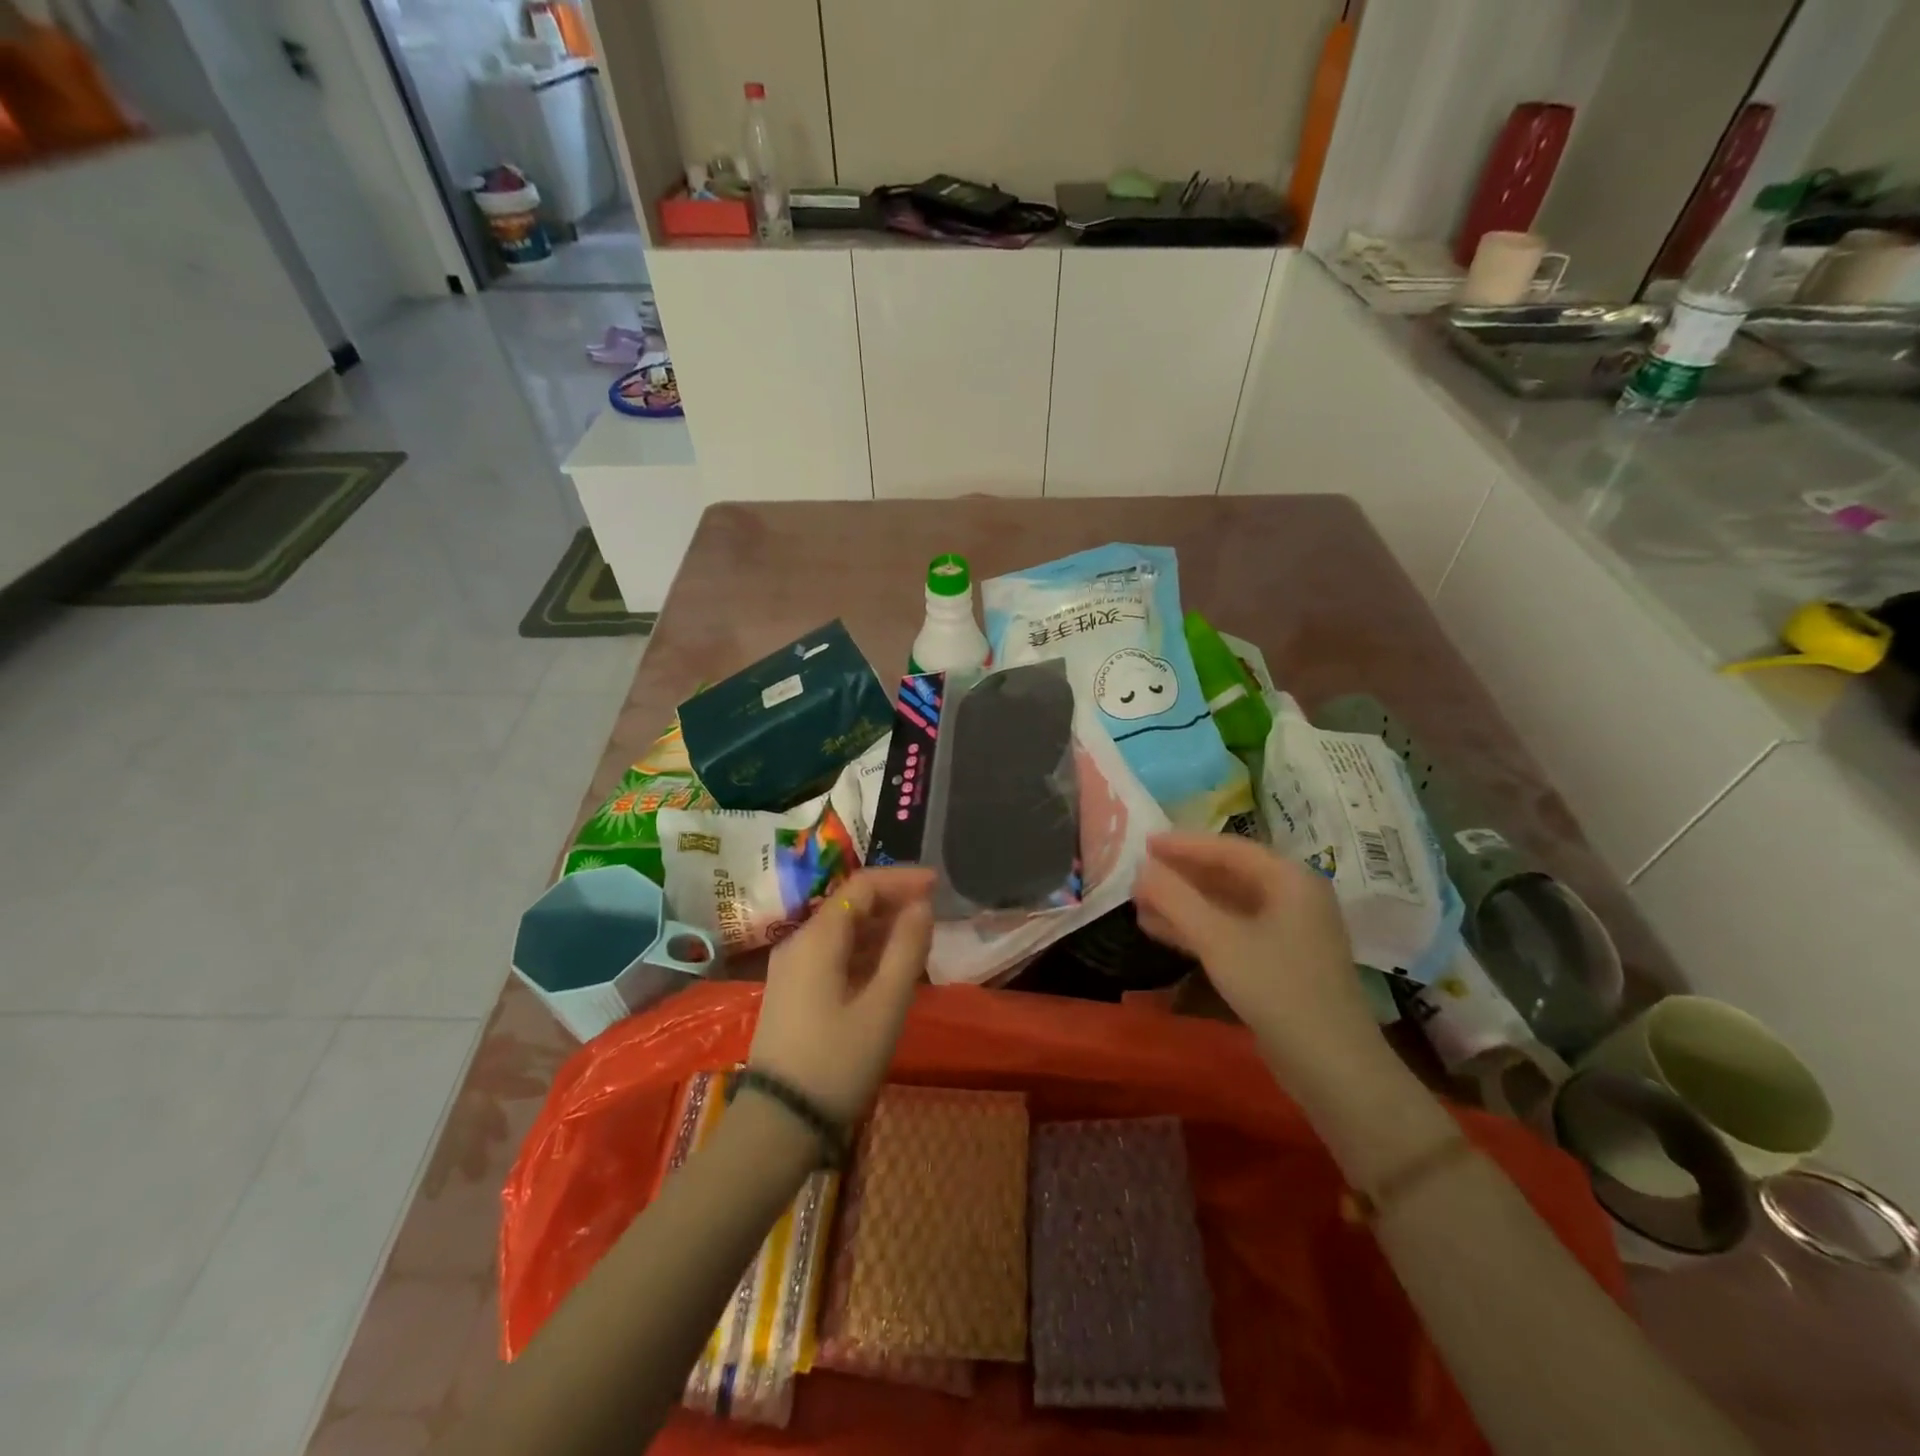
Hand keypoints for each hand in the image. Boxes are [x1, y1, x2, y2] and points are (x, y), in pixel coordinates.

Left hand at [747, 867, 934, 1125]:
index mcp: (817, 938)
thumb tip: (921, 906)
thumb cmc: (838, 1061)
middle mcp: (798, 943)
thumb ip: (906, 949)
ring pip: (841, 930)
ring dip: (880, 927)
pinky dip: (864, 951)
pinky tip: (888, 966)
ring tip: (918, 938)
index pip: (861, 886)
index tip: (936, 883)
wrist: (778, 1124)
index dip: (900, 878)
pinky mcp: (792, 992)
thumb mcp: (884, 1005)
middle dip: (892, 901)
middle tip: (932, 911)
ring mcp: (791, 969)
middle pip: (849, 904)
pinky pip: (833, 954)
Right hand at [1133, 833, 1385, 1091]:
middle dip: (1181, 876)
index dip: (1182, 844)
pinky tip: (1162, 931)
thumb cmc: (1277, 989)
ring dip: (1184, 903)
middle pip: (1228, 874)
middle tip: (1138, 874)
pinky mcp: (1280, 962)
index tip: (1143, 843)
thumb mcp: (1218, 940)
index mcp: (1289, 880)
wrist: (1333, 1067)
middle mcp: (1293, 897)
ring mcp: (1289, 932)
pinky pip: (1232, 931)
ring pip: (1227, 905)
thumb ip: (1176, 899)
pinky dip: (1198, 928)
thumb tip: (1141, 869)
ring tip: (1140, 902)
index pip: (1228, 849)